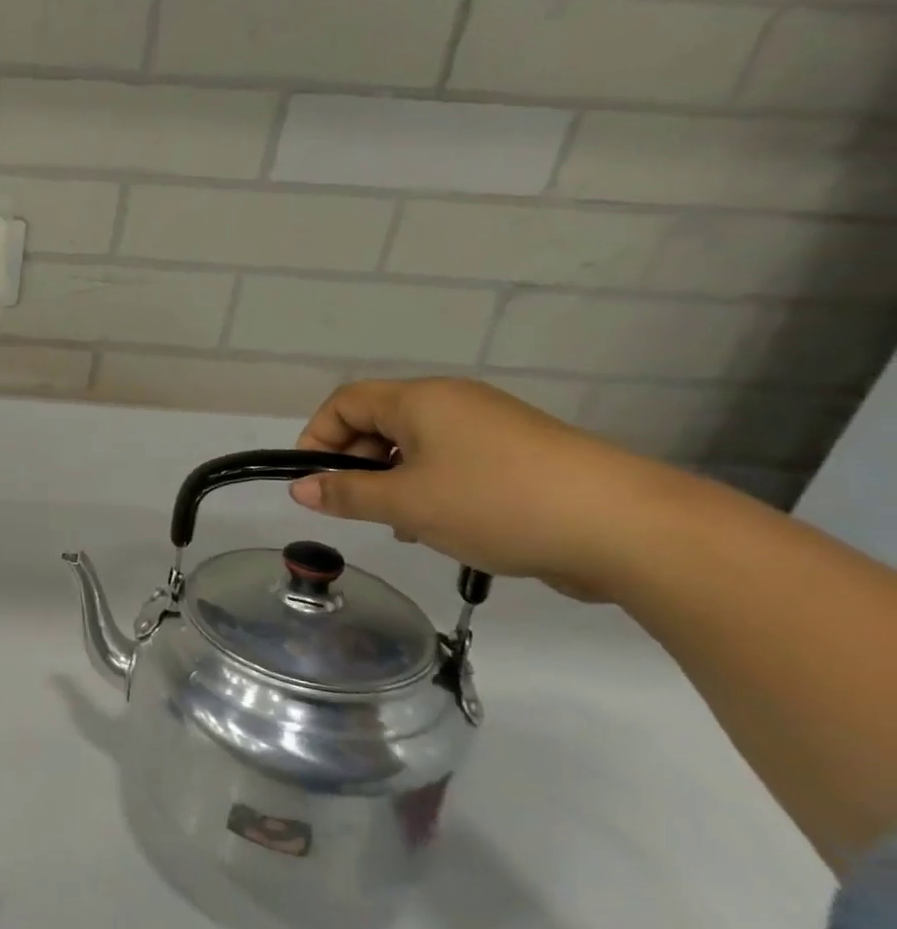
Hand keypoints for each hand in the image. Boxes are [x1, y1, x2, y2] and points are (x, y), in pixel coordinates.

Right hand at [289, 378, 674, 601]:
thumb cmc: (496, 503)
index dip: (317, 437)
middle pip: (380, 422)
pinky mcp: (521, 457)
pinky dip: (432, 489)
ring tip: (400, 526)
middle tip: (355, 508)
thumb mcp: (407, 504)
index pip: (345, 402)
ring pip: (416, 447)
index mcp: (421, 400)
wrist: (627, 527)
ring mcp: (492, 428)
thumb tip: (300, 488)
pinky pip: (454, 463)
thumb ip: (347, 495)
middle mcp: (454, 403)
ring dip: (393, 482)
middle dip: (356, 464)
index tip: (312, 482)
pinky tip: (442, 528)